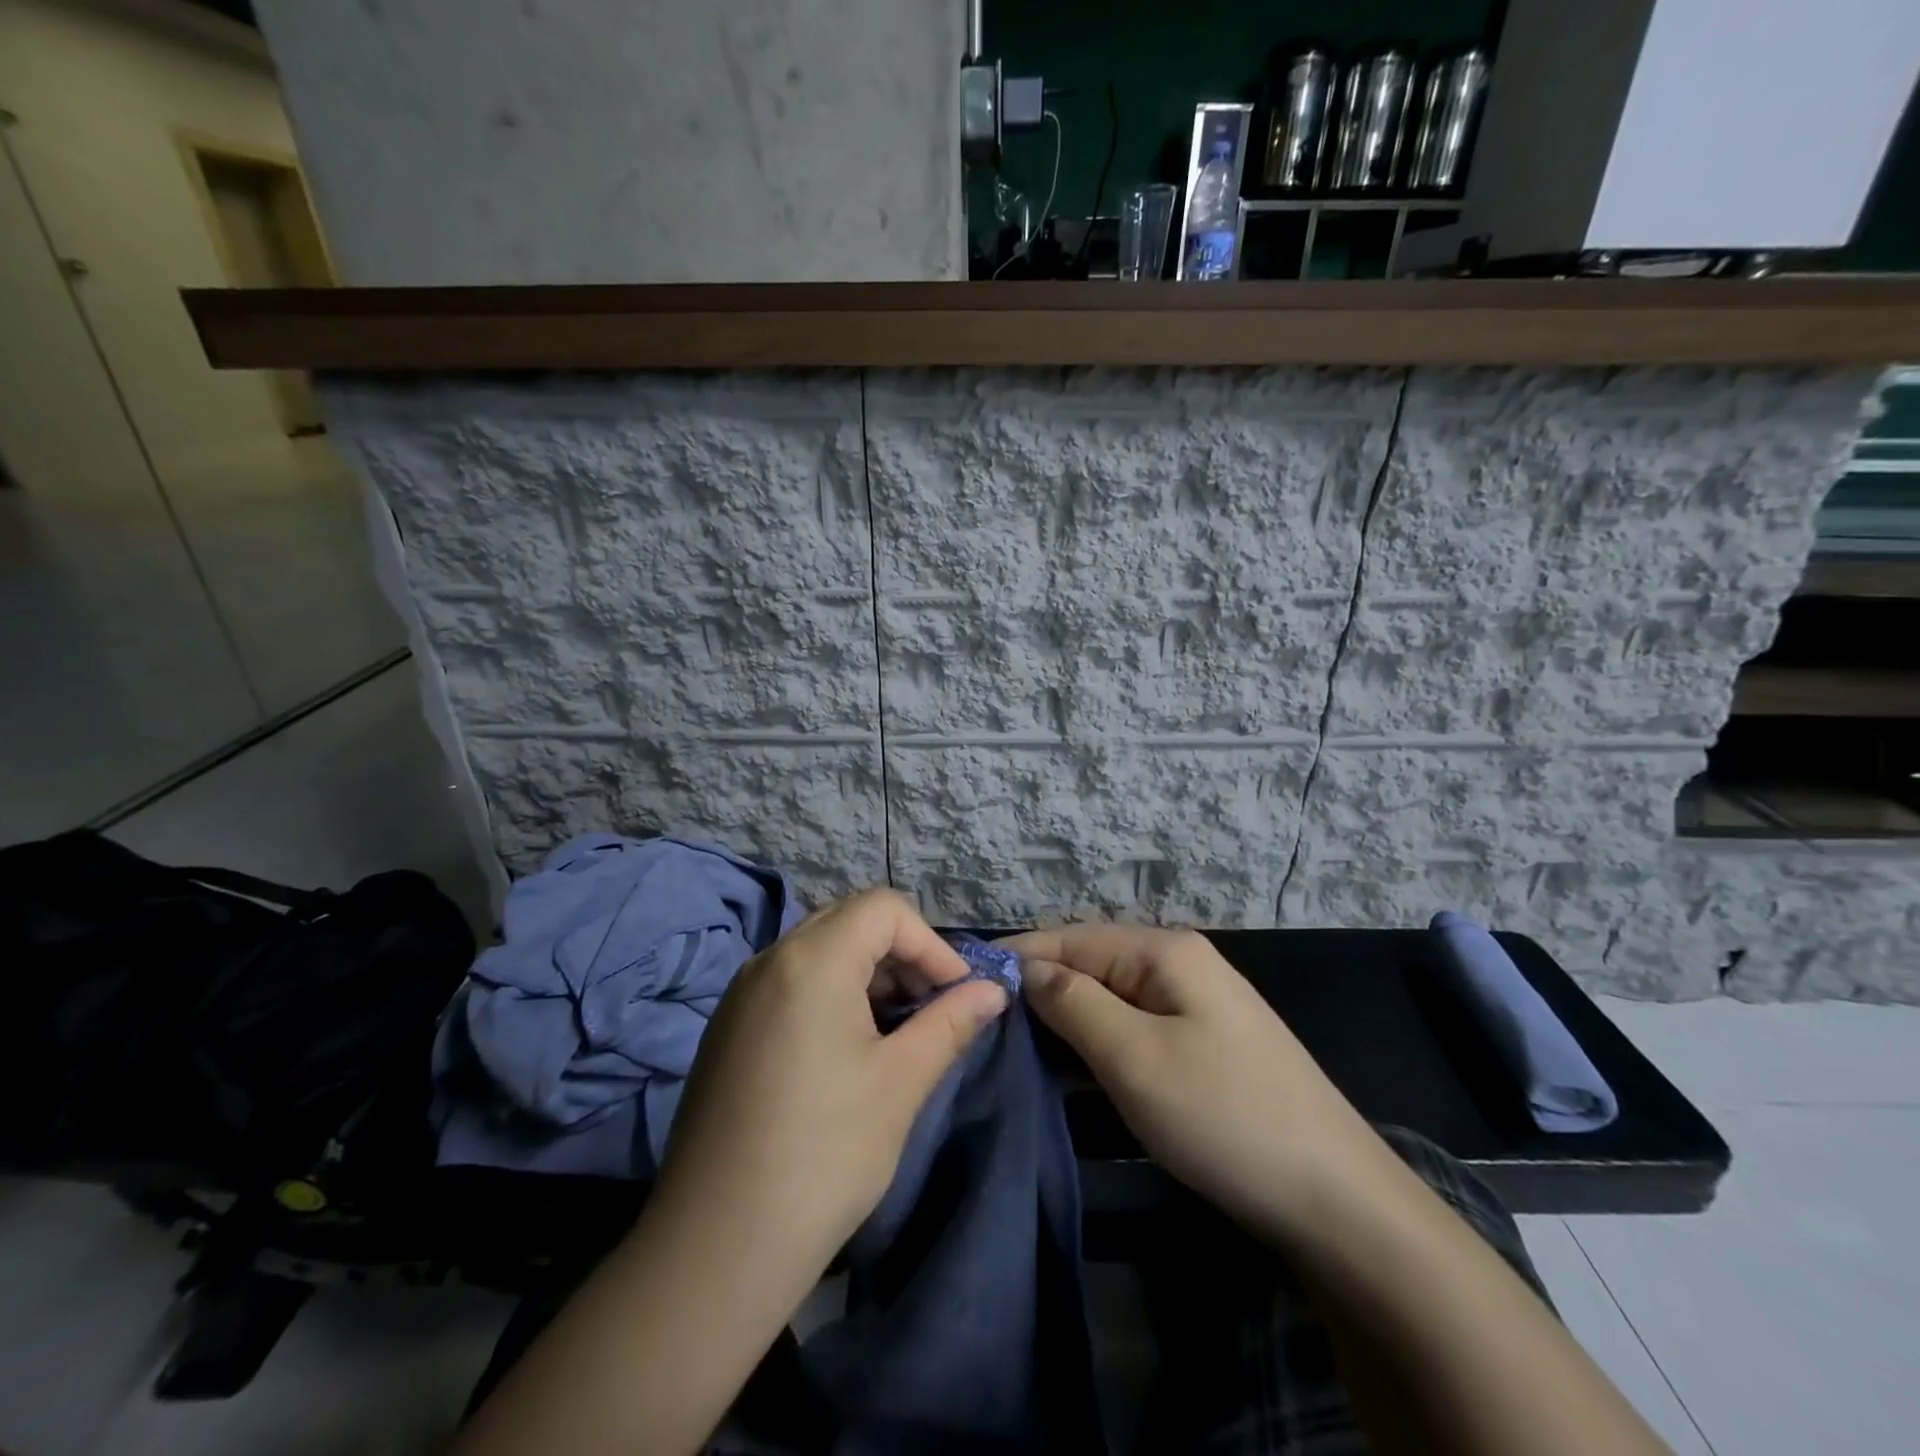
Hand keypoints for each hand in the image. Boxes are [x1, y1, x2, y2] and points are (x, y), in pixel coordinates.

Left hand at [656, 889, 1009, 1270]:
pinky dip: (832, 993)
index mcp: (810, 960)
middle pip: (849, 921)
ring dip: (868, 974)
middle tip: (929, 1008)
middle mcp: (769, 960)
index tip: (955, 994)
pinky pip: (790, 981)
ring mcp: (741, 993)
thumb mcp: (900, 1083)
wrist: (716, 1248)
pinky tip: (847, 1049)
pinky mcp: (728, 1028)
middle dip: (901, 955)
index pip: (884, 910)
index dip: (930, 944)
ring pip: (819, 950)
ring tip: (895, 1031)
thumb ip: (950, 1023)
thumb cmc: (824, 1155)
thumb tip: (993, 991)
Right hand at [1006, 925, 1375, 1234]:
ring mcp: (1197, 1004)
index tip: (963, 982)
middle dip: (1038, 991)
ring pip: (1111, 999)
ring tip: (1013, 1046)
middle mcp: (1180, 964)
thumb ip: (1073, 1004)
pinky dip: (1098, 1042)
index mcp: (1164, 950)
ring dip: (1066, 1019)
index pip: (1070, 938)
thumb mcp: (1134, 1057)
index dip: (1017, 957)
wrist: (1338, 1201)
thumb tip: (1027, 970)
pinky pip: (1135, 1028)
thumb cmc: (1224, 1116)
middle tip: (983, 1024)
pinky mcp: (1205, 1044)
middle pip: (1090, 964)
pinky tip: (1070, 1065)